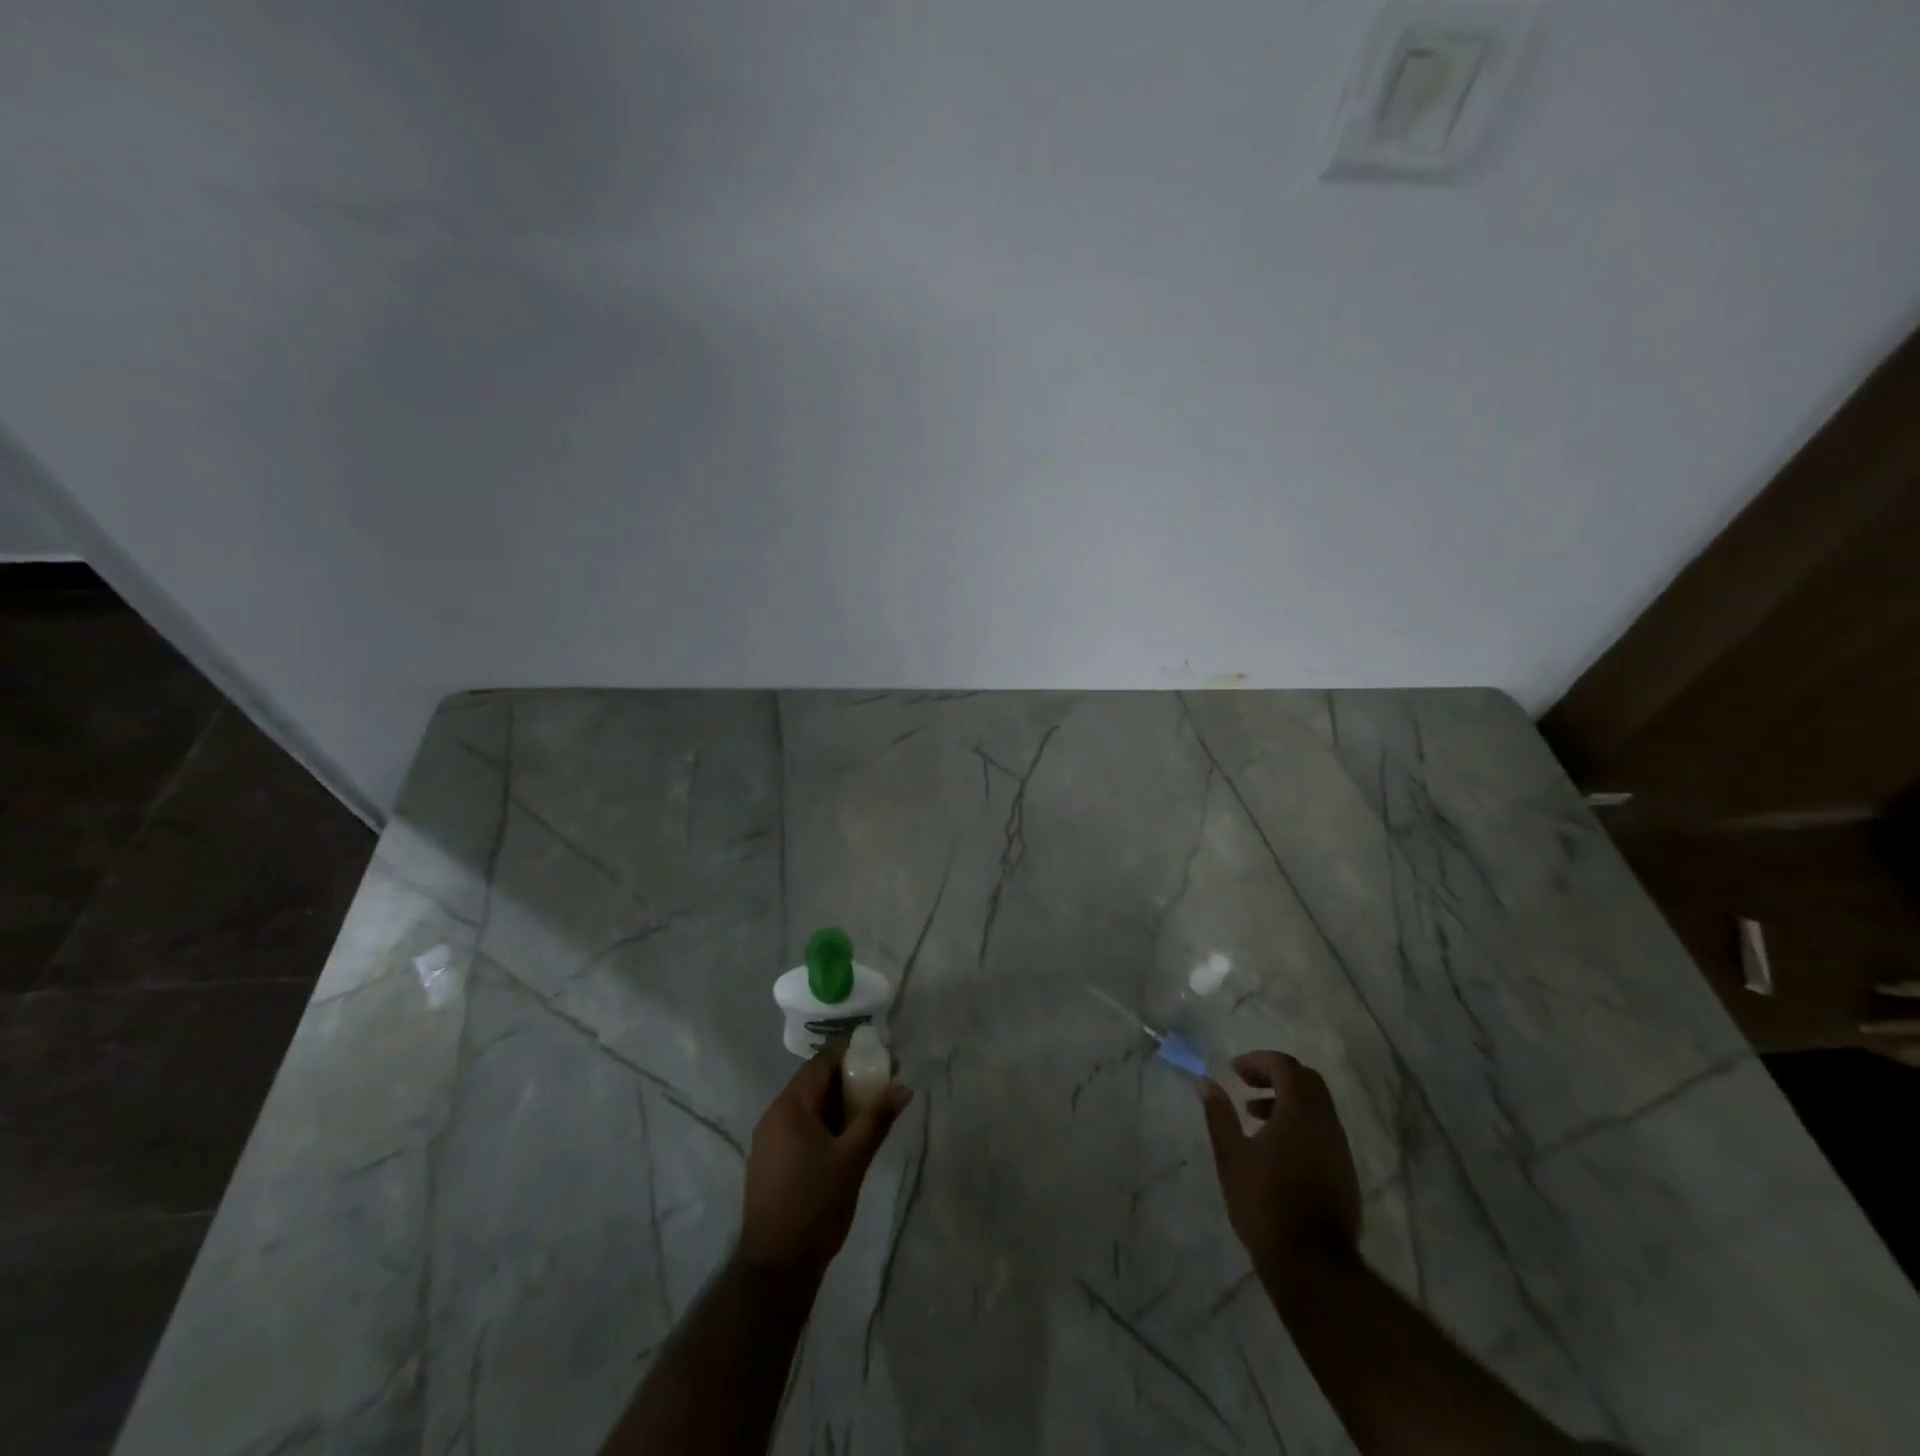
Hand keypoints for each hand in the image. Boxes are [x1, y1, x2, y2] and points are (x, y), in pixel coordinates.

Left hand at [739, 1044, 911, 1279]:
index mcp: (790, 1107)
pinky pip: (801, 1126)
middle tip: (882, 1084)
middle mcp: (774, 1115)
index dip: (851, 1054)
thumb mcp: (853, 1160)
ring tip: (871, 1109)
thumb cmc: (815, 1206)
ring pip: (808, 1105)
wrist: (775, 1268)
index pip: (821, 1062)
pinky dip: (825, 1122)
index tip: (880, 1057)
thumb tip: (903, 1088)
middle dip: (849, 1078)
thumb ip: (877, 1119)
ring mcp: (769, 1139)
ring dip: (838, 1102)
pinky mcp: (770, 1160)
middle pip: (814, 1081)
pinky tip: (847, 1137)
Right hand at [1201, 1051, 1361, 1284]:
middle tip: (1246, 1084)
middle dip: (1275, 1075)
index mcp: (1300, 1113)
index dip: (1258, 1061)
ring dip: (1286, 1100)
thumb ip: (1219, 1114)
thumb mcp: (1231, 1156)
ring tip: (1254, 1116)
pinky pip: (1322, 1130)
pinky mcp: (1345, 1173)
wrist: (1313, 1266)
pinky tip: (1276, 1147)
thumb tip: (1206, 1083)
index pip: (1285, 1066)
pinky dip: (1299, 1123)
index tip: (1234, 1071)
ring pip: (1317, 1106)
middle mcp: (1326, 1124)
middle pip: (1306, 1080)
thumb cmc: (1265, 1204)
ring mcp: (1340, 1149)